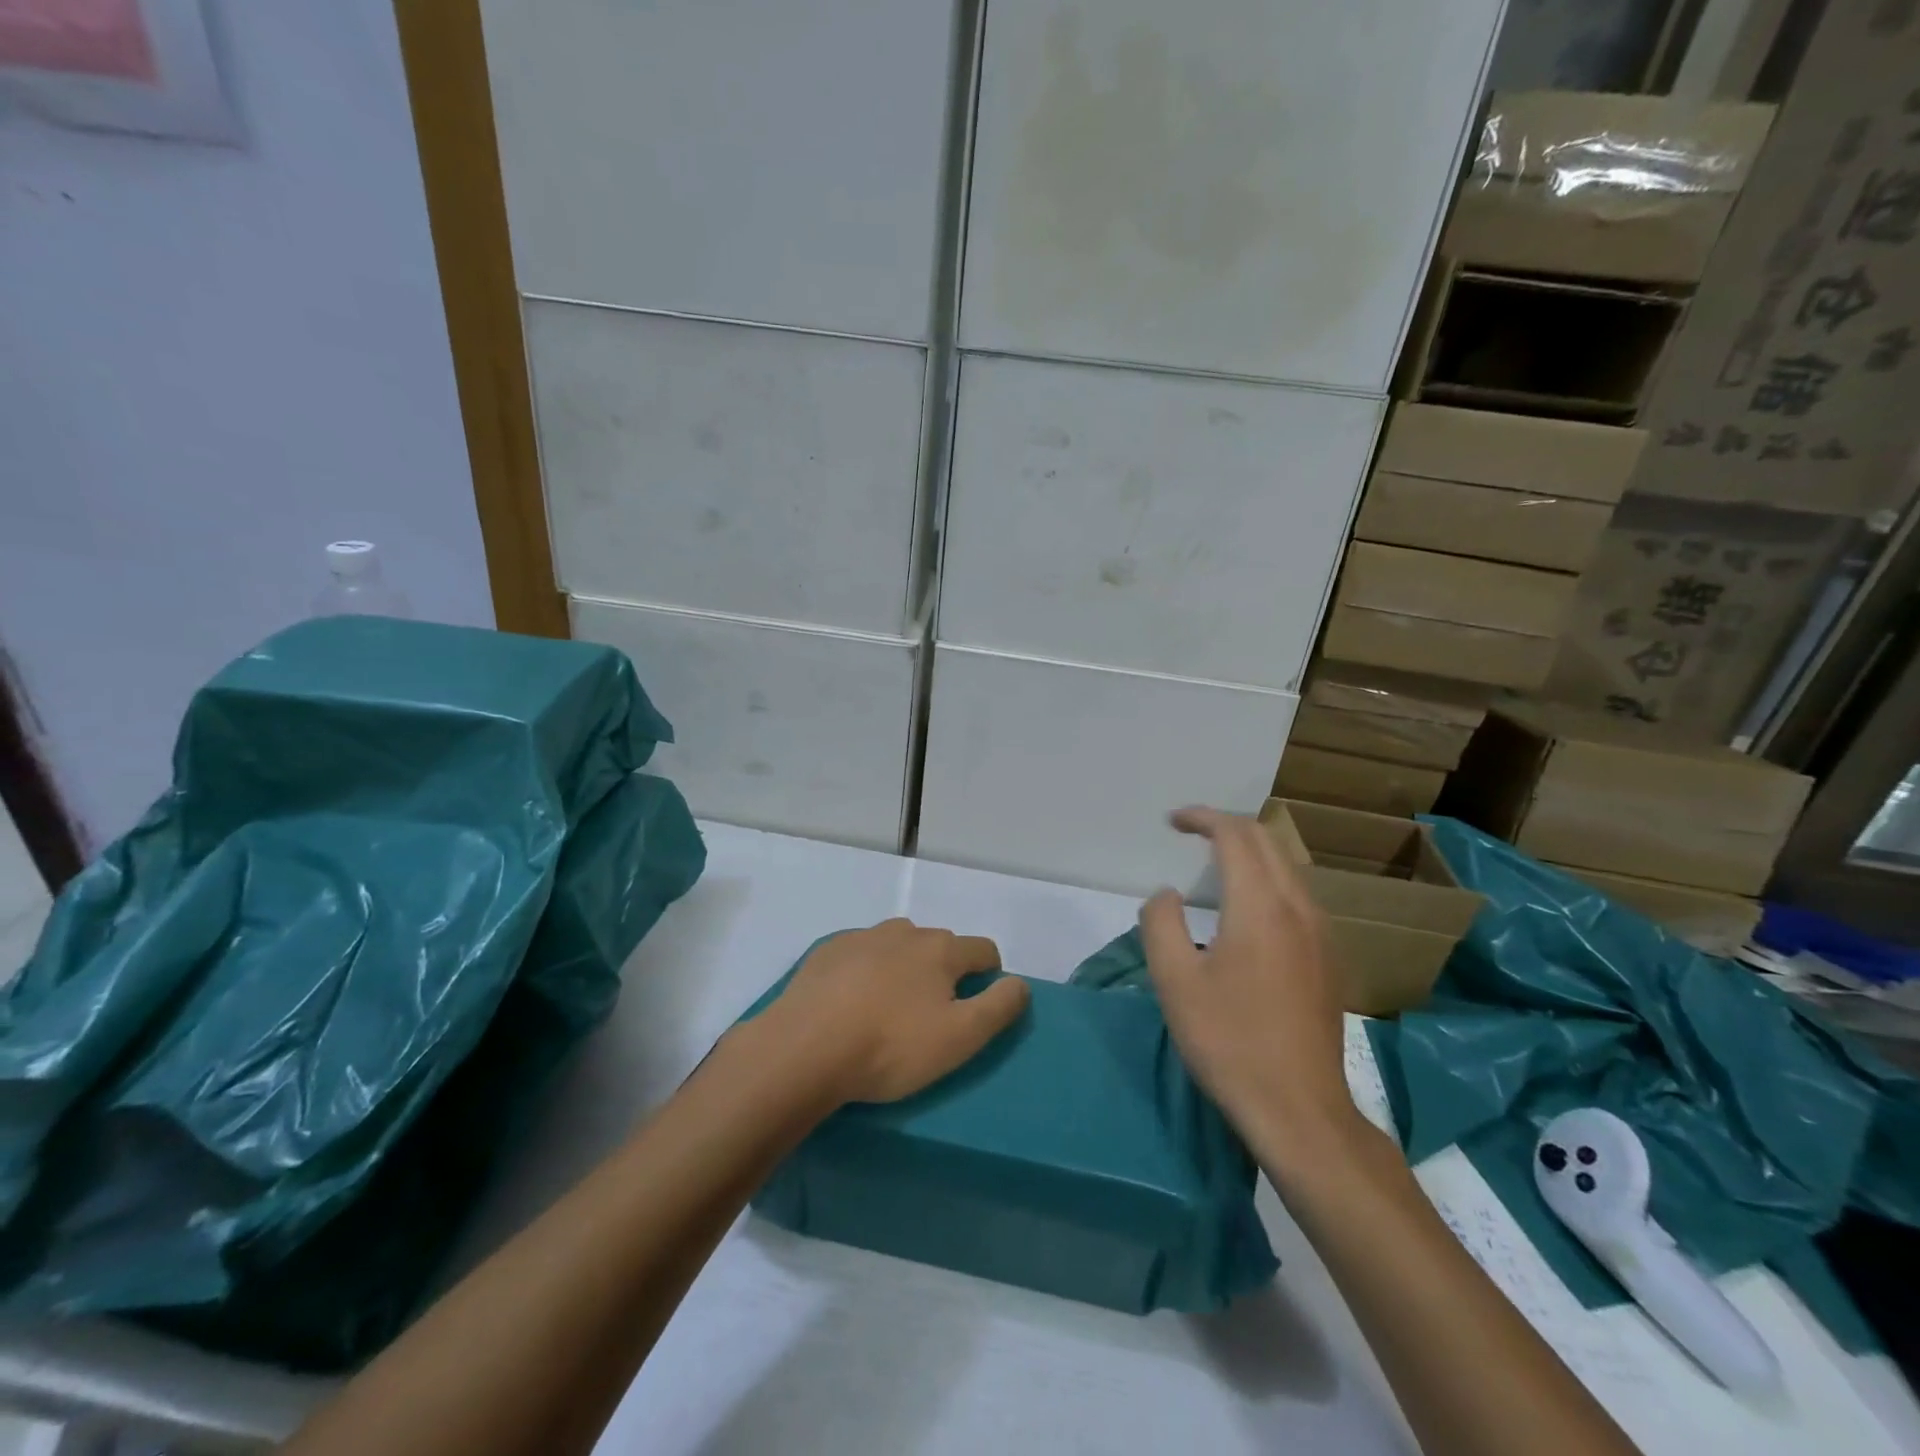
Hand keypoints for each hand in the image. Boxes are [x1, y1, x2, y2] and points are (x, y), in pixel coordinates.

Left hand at [760, 920, 1030, 1104]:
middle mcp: (905, 931)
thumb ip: (998, 1007)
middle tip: (931, 1015)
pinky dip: (866, 970)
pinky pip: (860, 954)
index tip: (978, 1005)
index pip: (983, 950)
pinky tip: (850, 1002)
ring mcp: (862, 937)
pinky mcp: (827, 951)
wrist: (804, 1047)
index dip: (991, 975)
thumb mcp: (960, 1038)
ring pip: (898, 945)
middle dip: (945, 972)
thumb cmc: (890, 1046)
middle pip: (940, 945)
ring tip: (889, 1008)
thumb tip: (1019, 983)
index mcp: (941, 950)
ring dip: (904, 967)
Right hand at [1139, 807, 1359, 1167]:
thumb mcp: (1174, 980)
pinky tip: (1249, 908)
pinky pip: (1298, 895)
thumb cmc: (1229, 1041)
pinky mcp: (1330, 959)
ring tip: (1214, 862)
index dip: (1203, 818)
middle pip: (1268, 842)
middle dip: (1227, 827)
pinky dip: (1268, 878)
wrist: (1300, 1110)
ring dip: (1251, 852)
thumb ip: (1161, 922)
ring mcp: (1322, 934)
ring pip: (1288, 867)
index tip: (1172, 821)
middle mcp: (1299, 908)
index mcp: (1261, 906)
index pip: (1235, 836)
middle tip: (1190, 833)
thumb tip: (1167, 895)